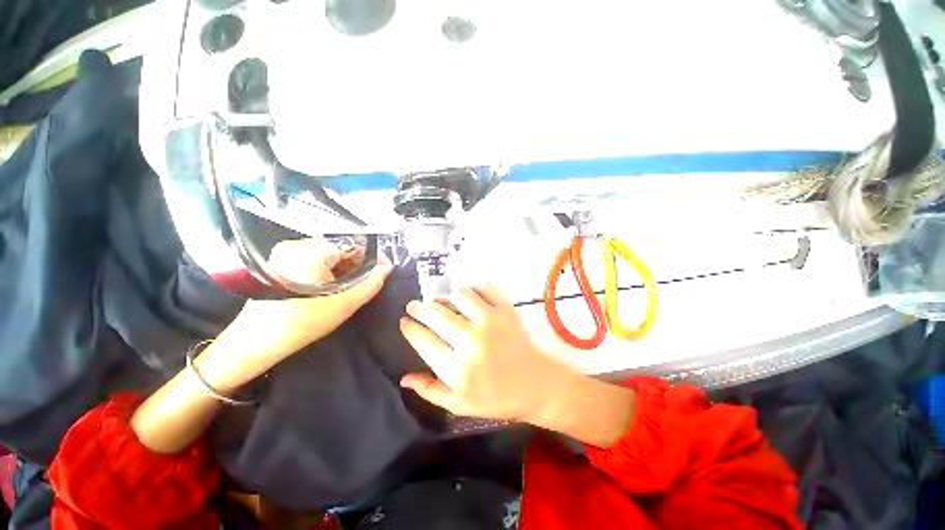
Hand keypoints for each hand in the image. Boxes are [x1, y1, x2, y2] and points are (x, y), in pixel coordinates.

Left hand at [199, 239, 391, 391]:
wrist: (257, 342)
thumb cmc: (303, 322)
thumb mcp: (345, 303)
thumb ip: (371, 283)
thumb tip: (387, 267)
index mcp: (310, 250)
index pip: (352, 245)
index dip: (371, 258)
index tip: (381, 271)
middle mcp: (296, 244)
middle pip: (340, 249)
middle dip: (357, 265)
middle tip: (365, 282)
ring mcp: (285, 252)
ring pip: (328, 255)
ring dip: (343, 269)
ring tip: (349, 287)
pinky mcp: (280, 262)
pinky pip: (314, 260)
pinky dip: (327, 271)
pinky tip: (331, 287)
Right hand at [399, 284, 571, 422]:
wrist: (535, 383)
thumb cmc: (496, 397)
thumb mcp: (460, 404)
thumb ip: (431, 391)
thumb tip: (404, 378)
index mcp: (457, 368)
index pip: (422, 339)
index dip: (409, 327)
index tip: (404, 321)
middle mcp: (471, 340)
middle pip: (435, 313)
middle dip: (418, 307)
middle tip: (415, 306)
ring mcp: (490, 321)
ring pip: (458, 294)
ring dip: (446, 296)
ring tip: (443, 302)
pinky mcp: (505, 309)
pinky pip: (483, 287)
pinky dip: (472, 288)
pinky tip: (468, 295)